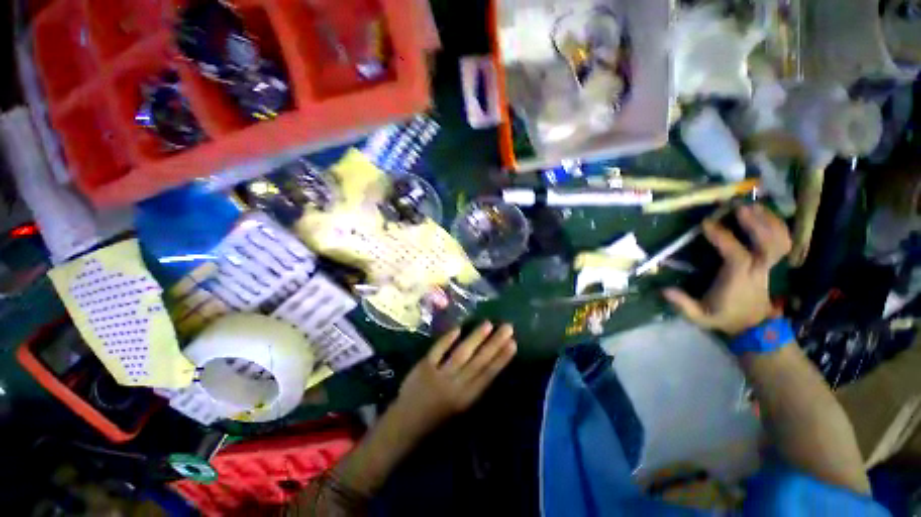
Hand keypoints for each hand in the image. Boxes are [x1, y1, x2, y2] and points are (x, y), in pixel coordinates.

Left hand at [394, 322, 516, 430]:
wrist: (406, 424)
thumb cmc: (437, 417)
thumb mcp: (460, 407)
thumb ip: (473, 386)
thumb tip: (489, 363)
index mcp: (466, 398)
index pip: (488, 375)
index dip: (501, 359)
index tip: (513, 343)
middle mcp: (455, 386)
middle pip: (479, 362)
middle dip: (494, 344)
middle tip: (507, 328)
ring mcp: (439, 375)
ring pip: (461, 354)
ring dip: (475, 338)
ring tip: (488, 324)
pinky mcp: (424, 367)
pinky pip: (438, 351)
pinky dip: (447, 339)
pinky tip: (458, 328)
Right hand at [663, 204, 791, 335]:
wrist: (751, 326)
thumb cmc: (723, 317)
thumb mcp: (699, 316)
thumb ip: (683, 304)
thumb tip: (664, 290)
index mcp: (738, 280)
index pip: (737, 256)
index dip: (724, 238)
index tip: (706, 224)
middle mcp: (757, 270)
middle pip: (769, 245)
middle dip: (758, 224)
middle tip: (741, 207)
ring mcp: (767, 266)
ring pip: (779, 241)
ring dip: (770, 221)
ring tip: (754, 205)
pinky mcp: (770, 263)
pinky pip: (782, 242)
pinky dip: (778, 226)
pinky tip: (766, 215)